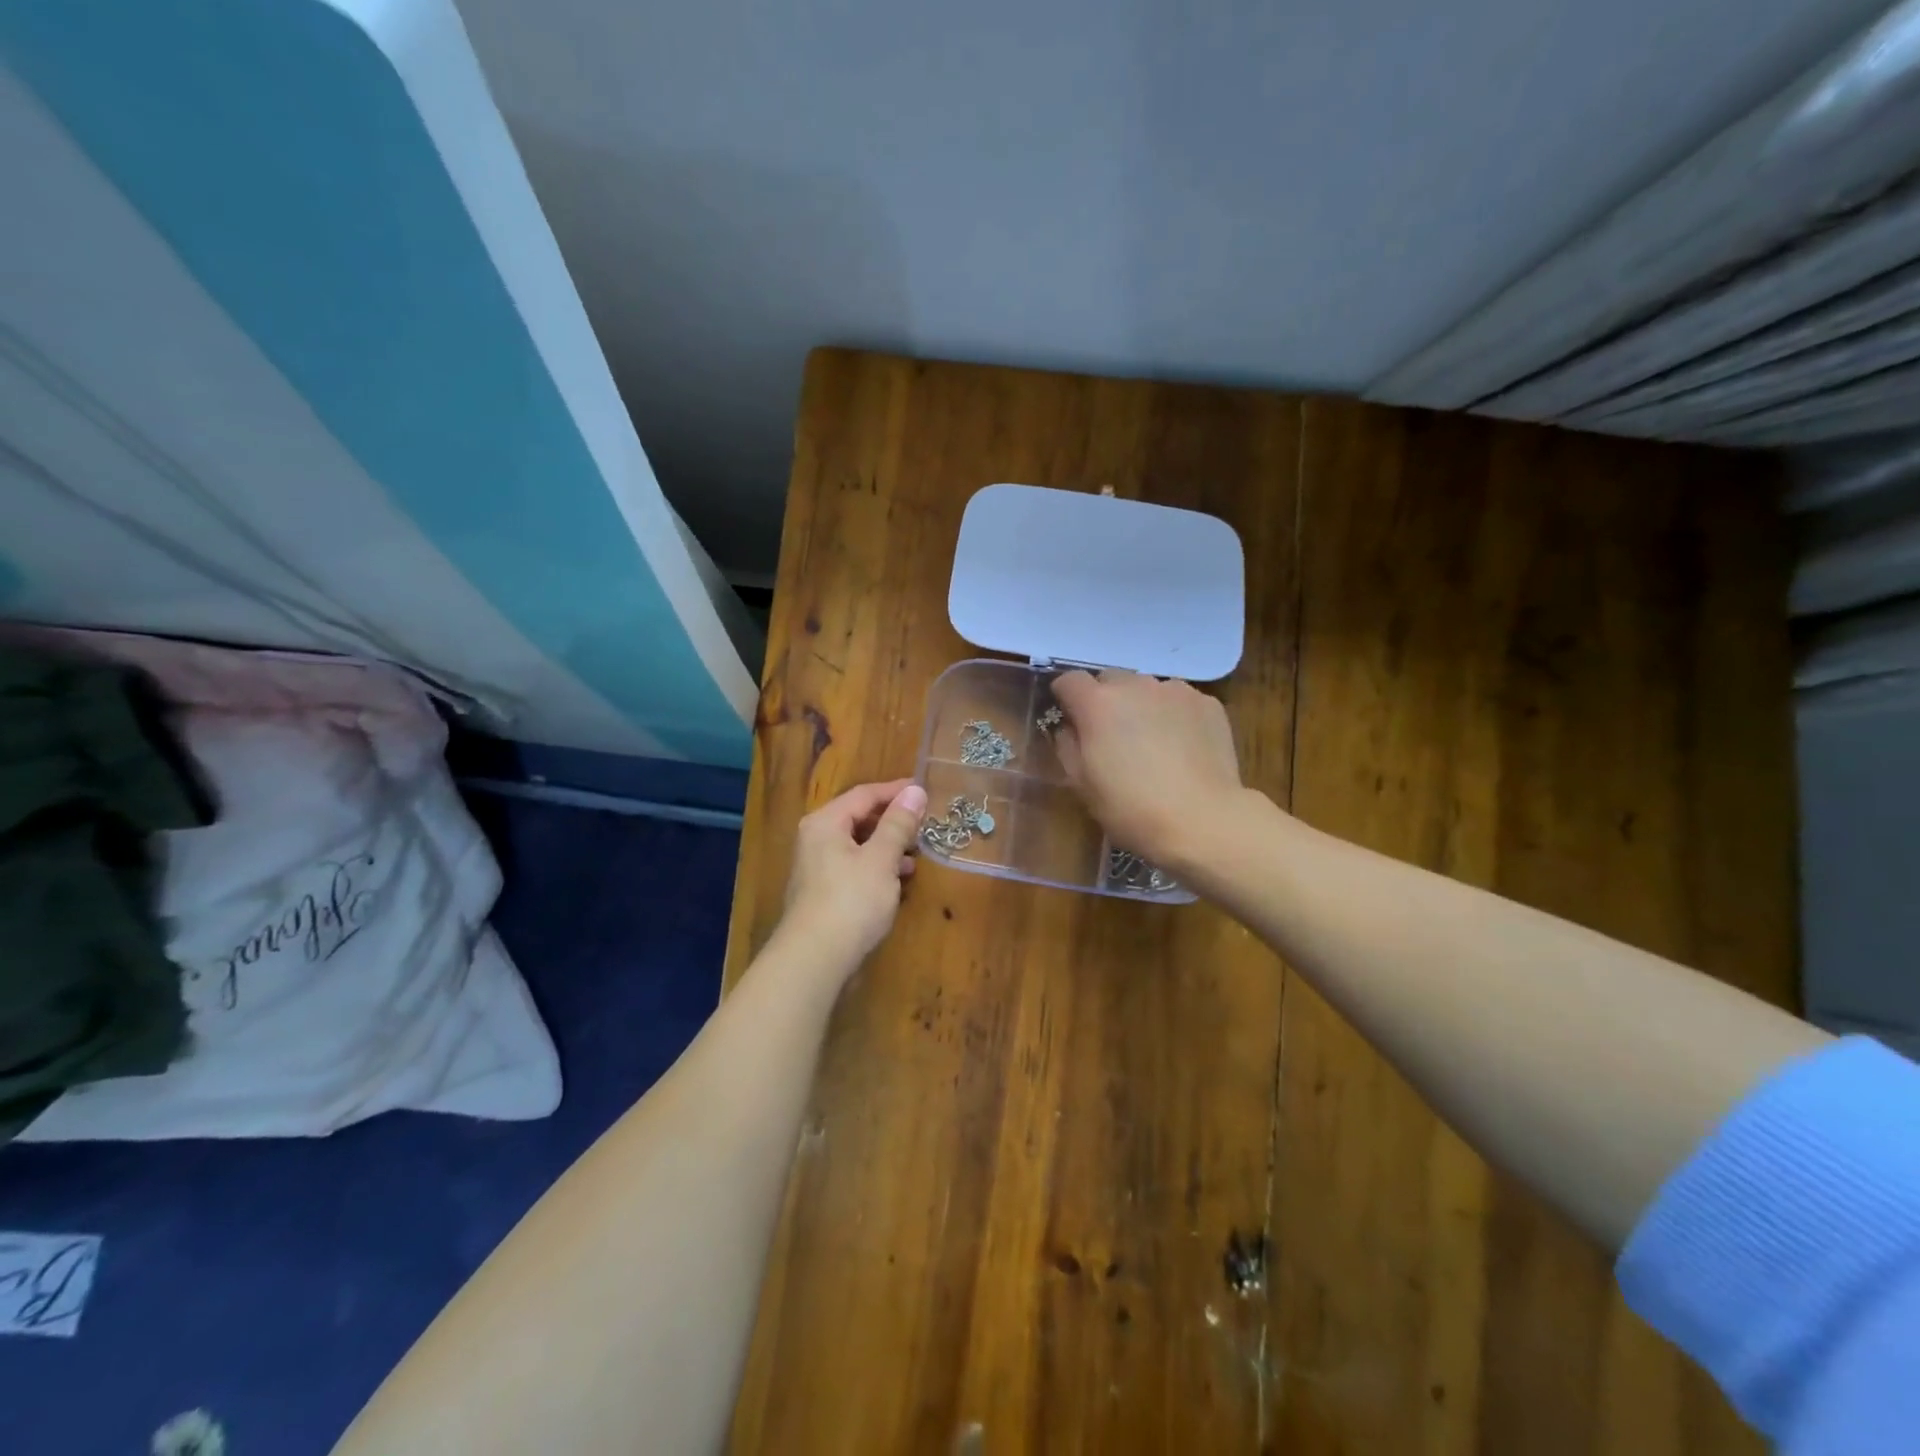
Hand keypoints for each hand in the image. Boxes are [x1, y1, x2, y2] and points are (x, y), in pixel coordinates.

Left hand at [776, 779, 928, 974]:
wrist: (815, 960)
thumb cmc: (851, 901)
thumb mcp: (881, 859)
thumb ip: (899, 824)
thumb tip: (914, 791)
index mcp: (826, 822)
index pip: (865, 794)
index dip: (896, 791)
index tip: (925, 790)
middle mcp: (816, 839)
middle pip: (859, 818)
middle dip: (893, 821)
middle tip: (924, 824)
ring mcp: (817, 867)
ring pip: (858, 845)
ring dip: (887, 846)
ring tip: (916, 854)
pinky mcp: (823, 893)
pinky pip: (854, 867)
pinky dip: (877, 867)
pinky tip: (897, 881)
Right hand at [1049, 670, 1243, 869]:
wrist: (1202, 820)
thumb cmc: (1131, 808)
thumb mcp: (1082, 784)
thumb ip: (1067, 746)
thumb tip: (1069, 728)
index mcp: (1098, 704)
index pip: (1069, 680)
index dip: (1065, 698)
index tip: (1070, 718)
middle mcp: (1135, 685)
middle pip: (1110, 679)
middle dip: (1105, 700)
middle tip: (1112, 735)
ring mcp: (1175, 690)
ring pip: (1147, 688)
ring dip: (1141, 706)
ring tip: (1152, 742)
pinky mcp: (1207, 703)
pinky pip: (1179, 701)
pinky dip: (1174, 715)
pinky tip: (1182, 747)